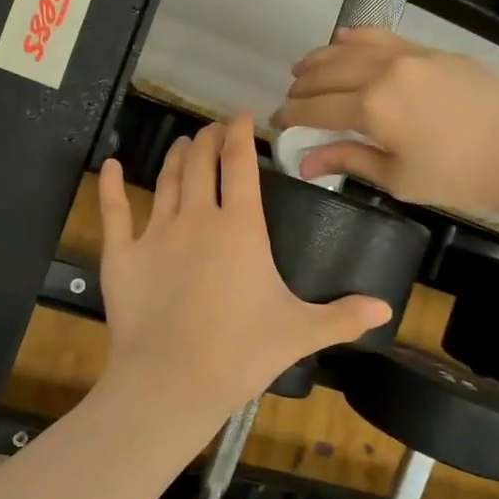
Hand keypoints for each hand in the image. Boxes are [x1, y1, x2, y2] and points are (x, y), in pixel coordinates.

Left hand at [96, 115, 390, 421]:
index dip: (240, 135)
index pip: (240, 165)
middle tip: (212, 129)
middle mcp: (197, 218)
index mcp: (241, 228)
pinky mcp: (122, 254)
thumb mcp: (300, 333)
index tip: (241, 117)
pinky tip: (111, 166)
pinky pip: (114, 211)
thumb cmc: (241, 353)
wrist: (172, 382)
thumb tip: (387, 309)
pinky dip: (112, 186)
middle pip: (202, 163)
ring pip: (167, 180)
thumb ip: (343, 316)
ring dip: (177, 157)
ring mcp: (155, 233)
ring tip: (183, 143)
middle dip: (209, 139)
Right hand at [274, 28, 498, 210]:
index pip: (315, 109)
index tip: (277, 123)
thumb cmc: (462, 176)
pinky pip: (383, 38)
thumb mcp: (400, 178)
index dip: (291, 116)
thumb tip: (306, 162)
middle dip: (302, 87)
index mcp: (372, 109)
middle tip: (290, 99)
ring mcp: (410, 56)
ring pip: (351, 49)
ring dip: (321, 58)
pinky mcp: (432, 52)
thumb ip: (350, 160)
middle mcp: (383, 73)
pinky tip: (343, 39)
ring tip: (304, 68)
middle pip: (328, 74)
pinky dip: (357, 38)